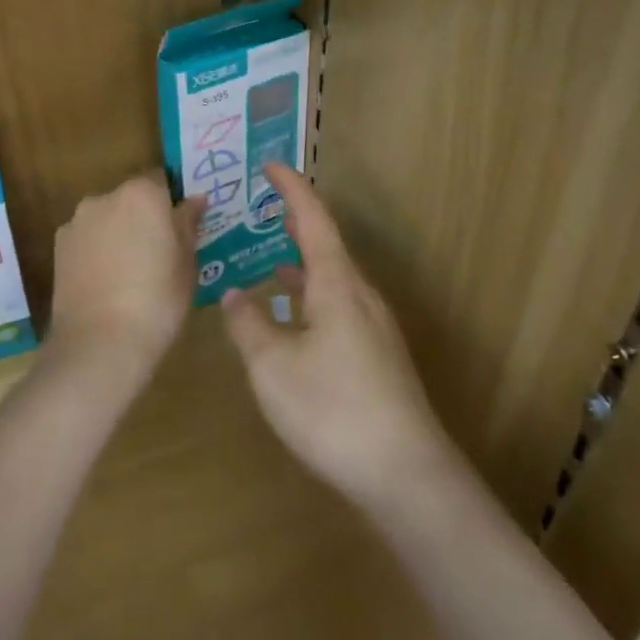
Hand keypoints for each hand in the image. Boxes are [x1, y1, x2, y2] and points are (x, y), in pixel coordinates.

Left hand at [49, 174, 202, 386]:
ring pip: (106, 219)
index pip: (162, 182)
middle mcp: (105, 197)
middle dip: (144, 218)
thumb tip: (193, 201)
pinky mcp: (58, 247)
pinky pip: (87, 239)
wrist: (99, 343)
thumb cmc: (157, 301)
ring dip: (118, 233)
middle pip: (131, 199)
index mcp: (142, 194)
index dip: (172, 204)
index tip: (181, 228)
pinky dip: (96, 251)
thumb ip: (188, 226)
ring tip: (130, 273)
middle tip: (159, 253)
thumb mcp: (186, 264)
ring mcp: (77, 222)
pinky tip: (106, 282)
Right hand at [221, 164, 457, 508]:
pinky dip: (310, 298)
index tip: (270, 165)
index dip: (292, 189)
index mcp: (338, 285)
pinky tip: (293, 322)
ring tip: (270, 261)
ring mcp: (374, 329)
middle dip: (295, 224)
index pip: (313, 220)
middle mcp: (361, 297)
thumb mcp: (272, 366)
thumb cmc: (333, 409)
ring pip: (333, 281)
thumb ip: (248, 324)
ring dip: (302, 265)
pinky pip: (338, 308)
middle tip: (262, 210)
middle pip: (328, 247)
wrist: (405, 475)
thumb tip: (234, 294)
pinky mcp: (377, 358)